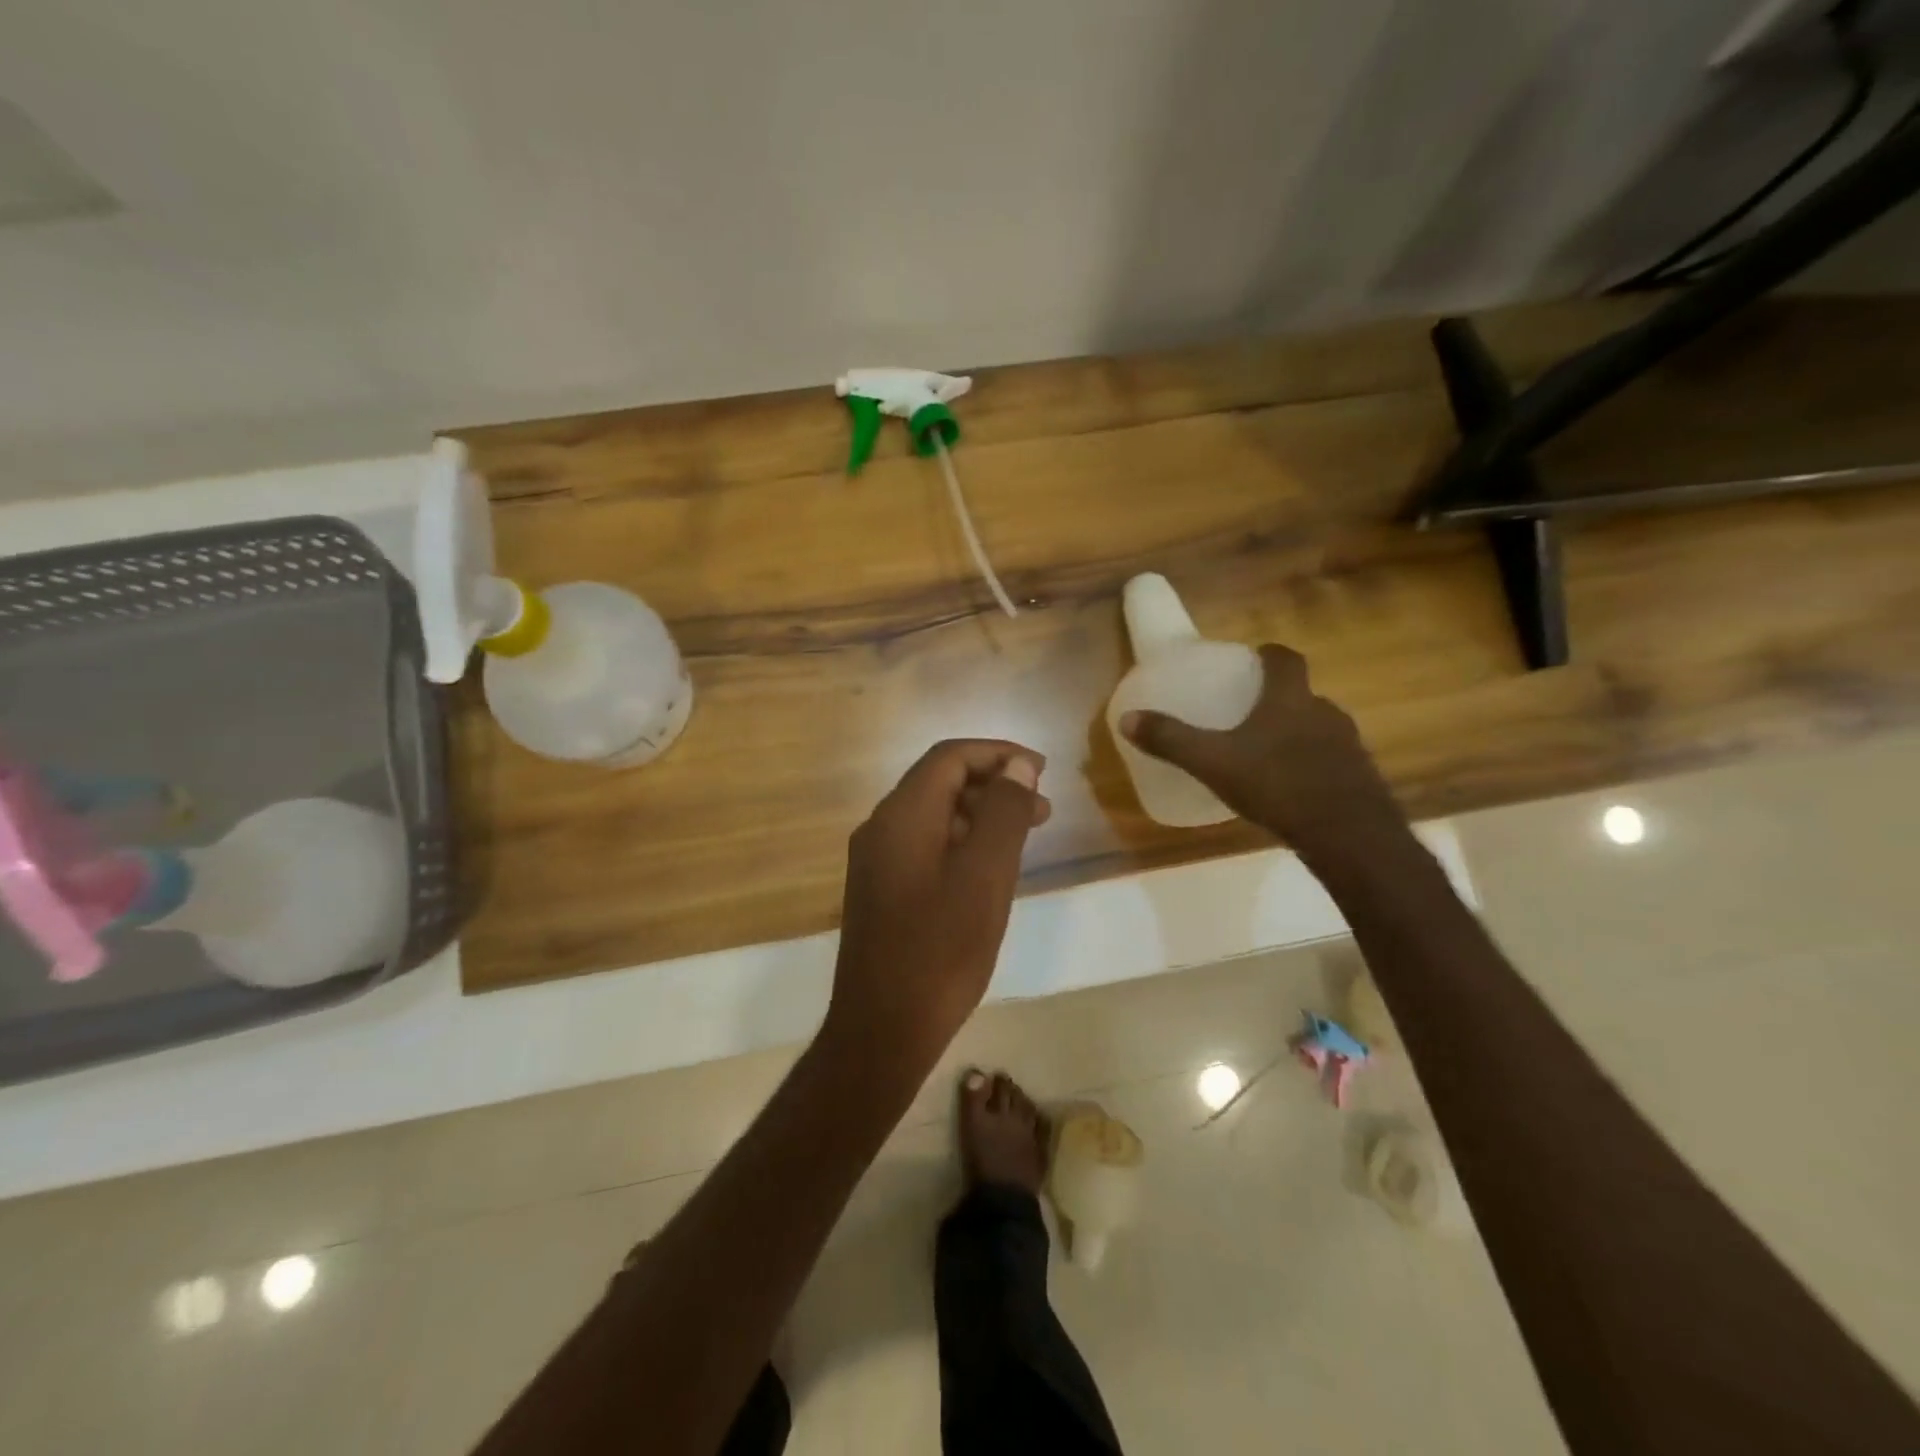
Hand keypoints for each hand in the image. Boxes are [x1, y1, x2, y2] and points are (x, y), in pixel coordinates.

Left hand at [826, 740, 1050, 1084]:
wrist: (883, 1029)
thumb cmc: (941, 950)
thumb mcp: (986, 875)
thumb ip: (1004, 813)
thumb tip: (1017, 766)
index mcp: (902, 815)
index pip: (949, 758)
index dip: (997, 754)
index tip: (1040, 770)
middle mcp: (881, 827)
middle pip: (939, 783)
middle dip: (993, 785)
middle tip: (1042, 807)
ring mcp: (876, 860)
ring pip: (933, 815)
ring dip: (980, 815)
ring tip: (1025, 835)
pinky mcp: (880, 889)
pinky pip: (924, 845)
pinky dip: (961, 842)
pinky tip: (989, 868)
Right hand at [1120, 643, 1404, 861]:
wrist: (1348, 834)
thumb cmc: (1277, 785)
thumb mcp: (1213, 762)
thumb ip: (1171, 740)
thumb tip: (1128, 719)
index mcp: (1290, 699)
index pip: (1286, 659)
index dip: (1270, 654)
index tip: (1255, 656)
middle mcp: (1324, 713)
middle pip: (1303, 694)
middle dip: (1279, 698)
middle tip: (1251, 711)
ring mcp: (1348, 745)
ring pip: (1318, 727)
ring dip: (1297, 732)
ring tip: (1268, 751)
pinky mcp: (1359, 777)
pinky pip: (1331, 760)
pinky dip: (1312, 764)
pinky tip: (1291, 788)